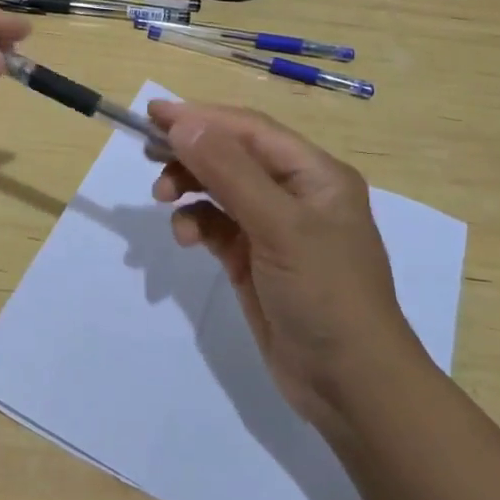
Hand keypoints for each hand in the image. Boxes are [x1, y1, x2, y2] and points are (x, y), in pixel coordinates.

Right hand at [147, 100, 420, 428]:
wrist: (350, 385)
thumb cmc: (325, 294)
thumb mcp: (280, 227)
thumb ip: (229, 172)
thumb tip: (183, 124)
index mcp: (314, 173)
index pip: (250, 129)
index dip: (201, 117)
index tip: (153, 114)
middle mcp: (295, 193)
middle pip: (232, 155)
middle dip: (192, 152)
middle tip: (149, 152)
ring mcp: (274, 228)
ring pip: (220, 189)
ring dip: (190, 187)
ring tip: (162, 197)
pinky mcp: (254, 259)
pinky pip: (217, 226)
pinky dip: (196, 224)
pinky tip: (186, 237)